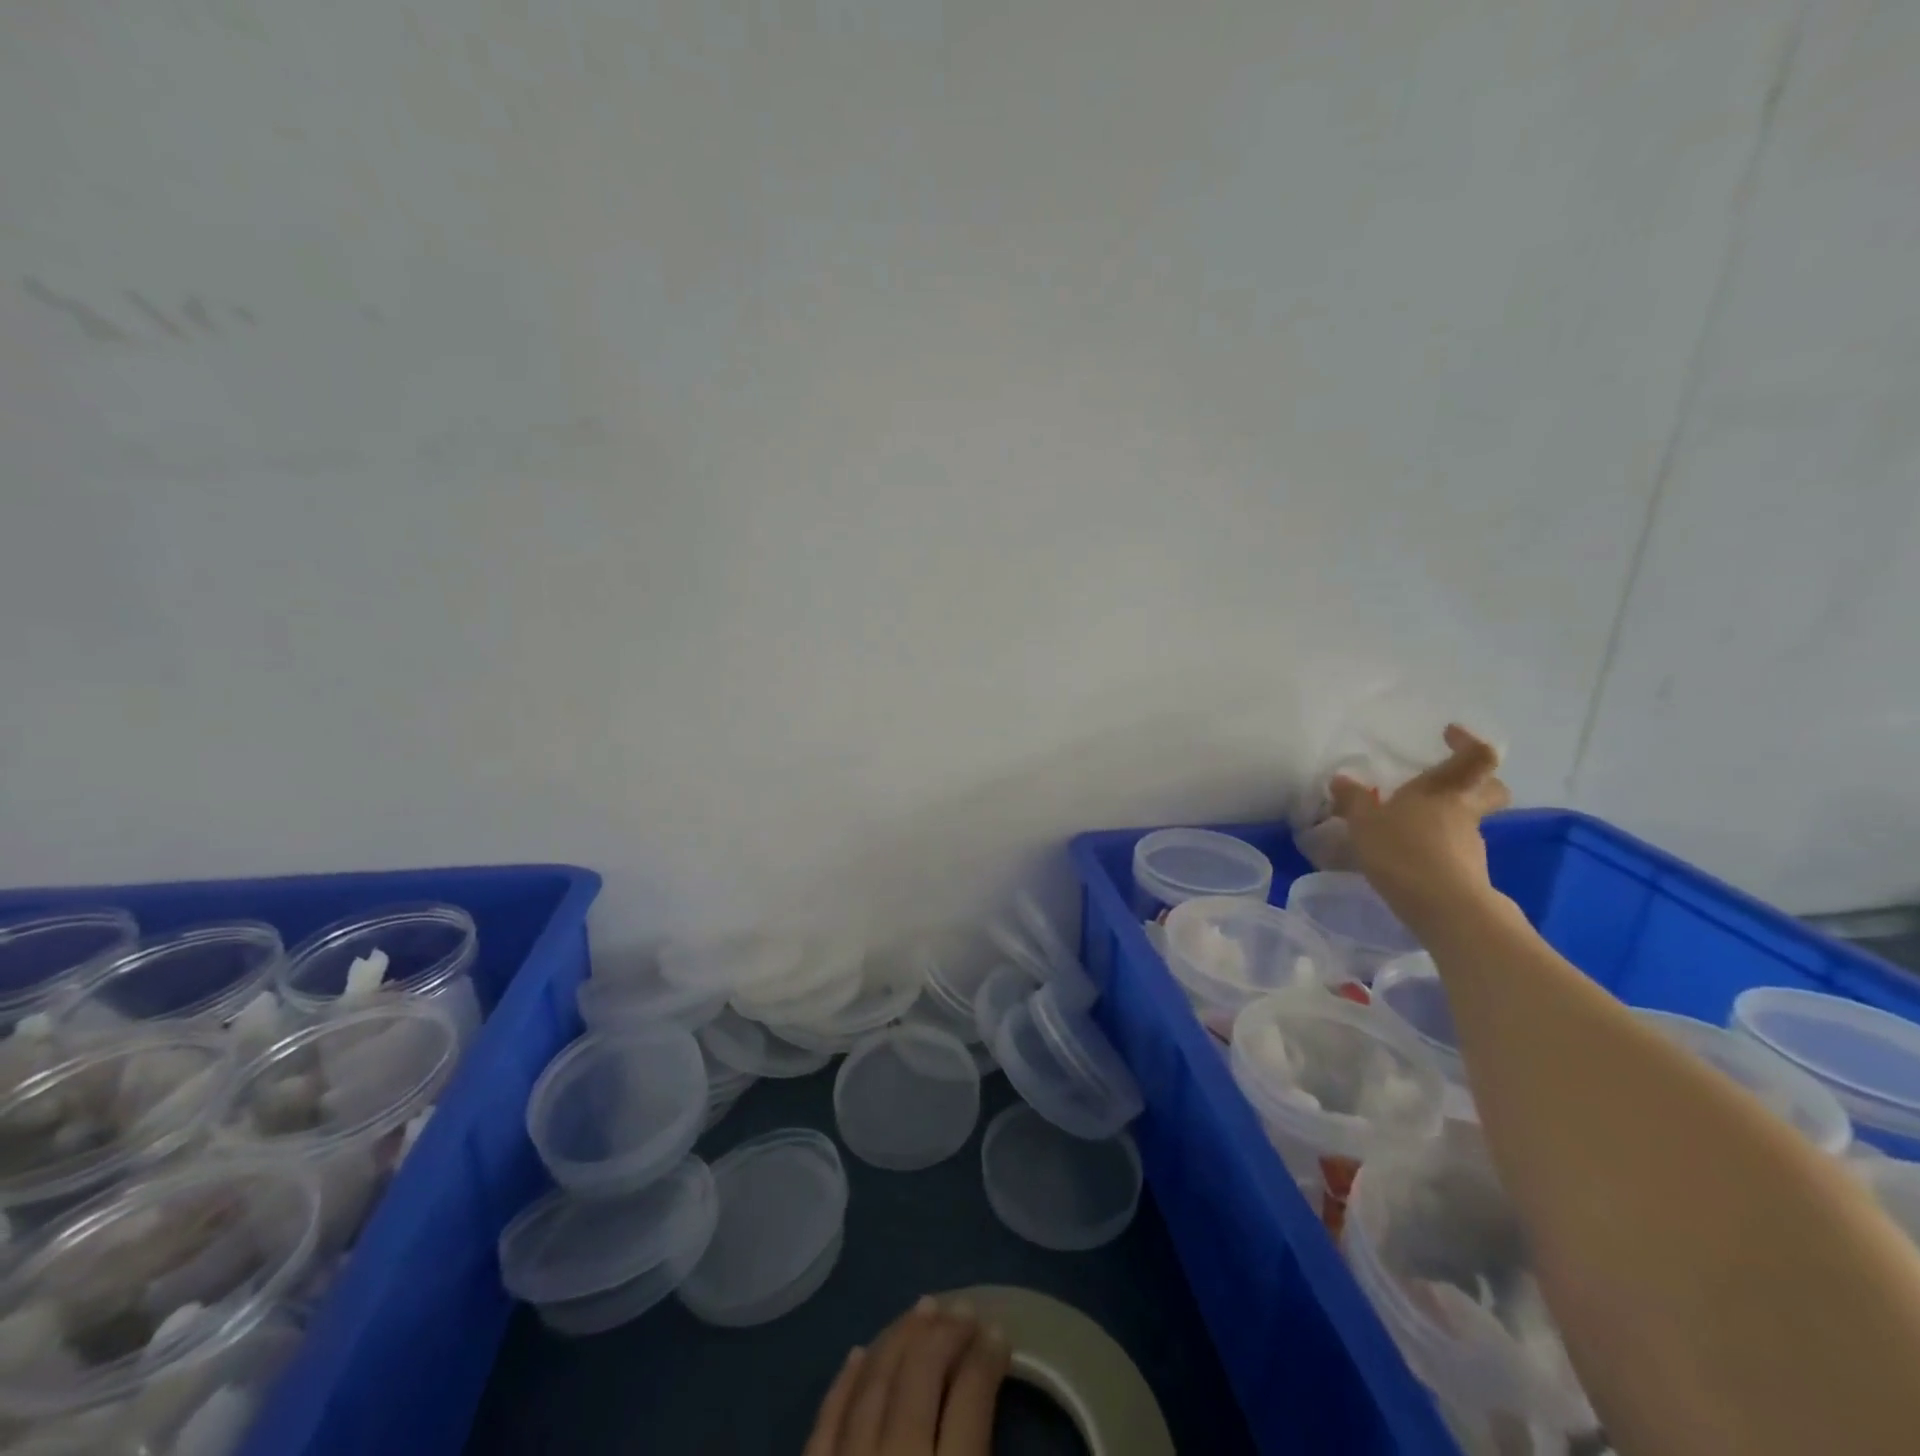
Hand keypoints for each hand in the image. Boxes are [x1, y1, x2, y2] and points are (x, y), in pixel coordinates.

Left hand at [804, 1296, 1010, 1455]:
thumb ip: (982, 1450)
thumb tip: (986, 1401)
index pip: (972, 1399)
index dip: (987, 1358)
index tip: (998, 1331)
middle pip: (920, 1378)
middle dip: (944, 1334)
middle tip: (964, 1309)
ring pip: (873, 1385)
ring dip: (898, 1340)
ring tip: (922, 1310)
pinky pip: (825, 1422)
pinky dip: (843, 1384)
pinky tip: (858, 1354)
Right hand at [1329, 724, 1511, 936]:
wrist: (1444, 908)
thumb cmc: (1403, 851)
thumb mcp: (1364, 823)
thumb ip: (1353, 800)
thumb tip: (1341, 780)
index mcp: (1443, 791)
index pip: (1475, 757)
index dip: (1467, 742)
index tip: (1449, 735)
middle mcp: (1464, 812)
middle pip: (1489, 789)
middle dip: (1476, 782)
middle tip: (1447, 783)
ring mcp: (1471, 845)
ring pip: (1469, 822)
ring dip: (1448, 820)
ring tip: (1409, 830)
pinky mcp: (1469, 874)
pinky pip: (1454, 851)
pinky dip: (1438, 849)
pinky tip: (1410, 860)